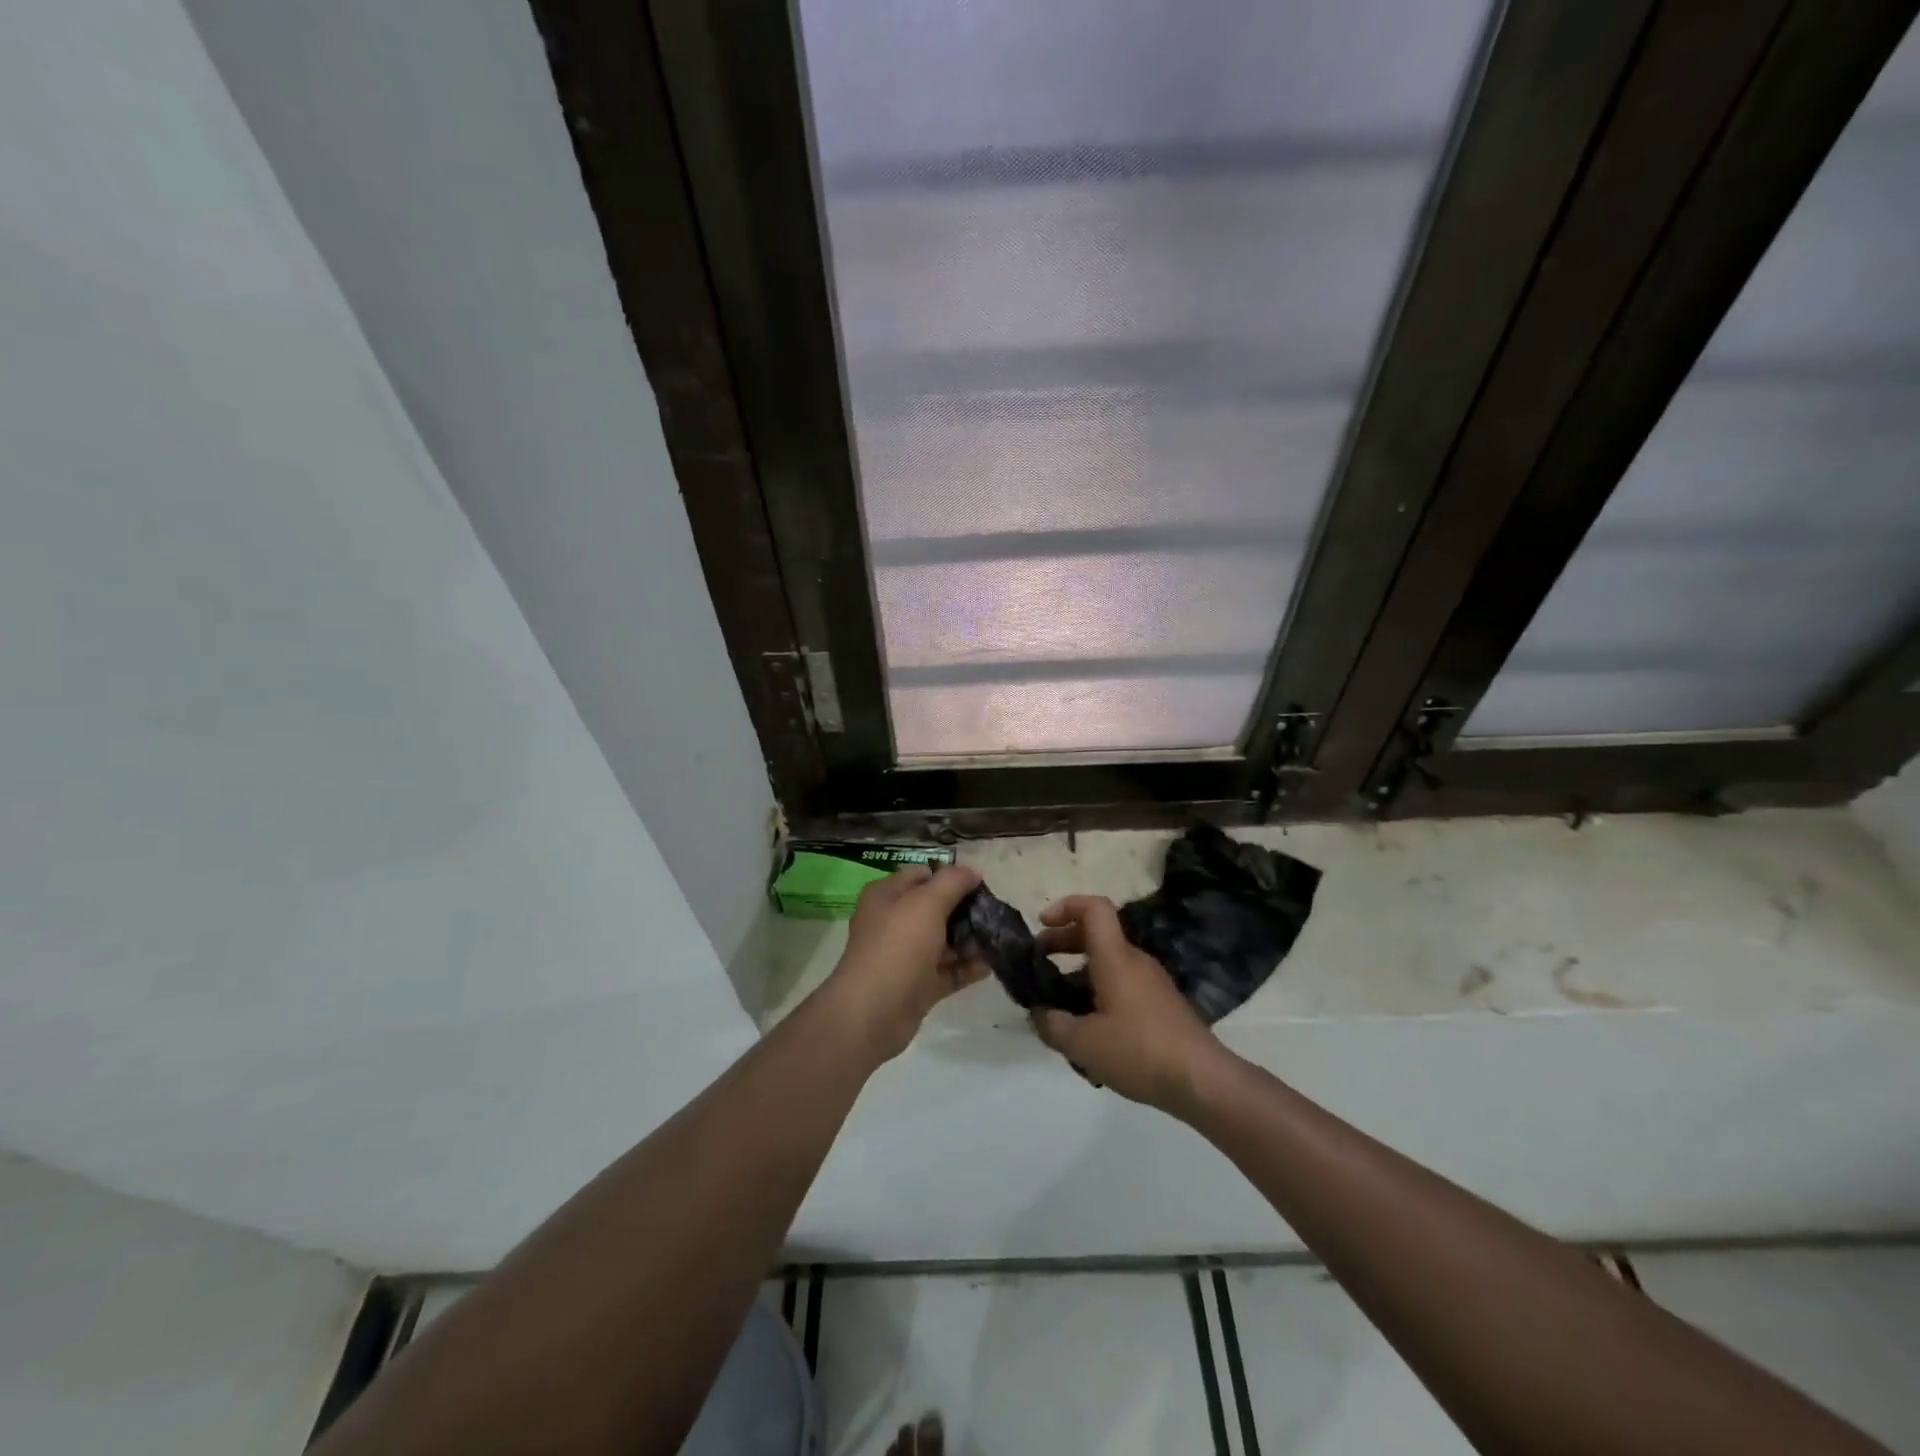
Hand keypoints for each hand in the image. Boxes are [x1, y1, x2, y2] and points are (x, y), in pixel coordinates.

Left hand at [820, 864, 986, 1063]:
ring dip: (970, 940)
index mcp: (887, 896)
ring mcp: (905, 956)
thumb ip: (952, 882)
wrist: (873, 1012)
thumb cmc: (898, 947)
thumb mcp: (926, 903)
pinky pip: (947, 971)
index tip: (981, 885)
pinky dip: (967, 967)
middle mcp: (894, 922)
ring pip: (943, 941)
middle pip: (935, 908)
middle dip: (965, 910)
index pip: (922, 875)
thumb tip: (972, 871)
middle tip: (994, 913)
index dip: (951, 877)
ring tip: (999, 938)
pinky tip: (990, 965)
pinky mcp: (917, 985)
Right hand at [1030, 895, 1225, 1114]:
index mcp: (1115, 958)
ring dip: (1080, 971)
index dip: (1066, 906)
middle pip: (1097, 934)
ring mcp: (1152, 982)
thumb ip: (1052, 1024)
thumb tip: (1038, 1012)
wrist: (1202, 1080)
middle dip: (1064, 942)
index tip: (1042, 924)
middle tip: (1040, 963)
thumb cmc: (1139, 1052)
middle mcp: (1135, 961)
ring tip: (1060, 1004)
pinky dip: (1100, 991)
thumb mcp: (1083, 1044)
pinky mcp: (1162, 1004)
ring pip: (1110, 962)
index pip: (1094, 908)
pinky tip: (1091, 1028)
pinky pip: (1123, 983)